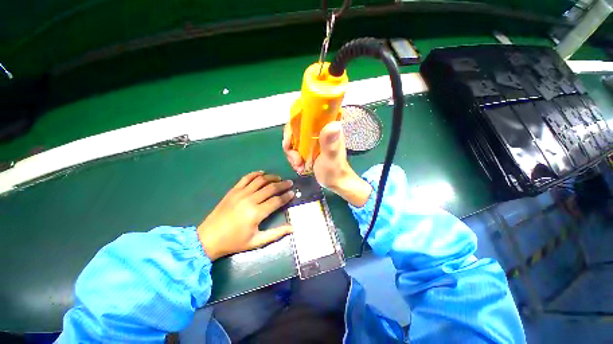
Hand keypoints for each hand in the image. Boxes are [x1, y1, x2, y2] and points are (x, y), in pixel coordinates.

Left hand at [197, 172, 294, 260]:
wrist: (208, 238)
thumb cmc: (234, 242)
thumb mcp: (257, 241)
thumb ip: (276, 233)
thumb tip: (292, 228)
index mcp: (256, 213)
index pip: (277, 201)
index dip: (286, 196)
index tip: (293, 193)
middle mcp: (249, 200)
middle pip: (270, 188)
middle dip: (282, 184)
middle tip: (290, 183)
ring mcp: (240, 193)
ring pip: (260, 180)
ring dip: (271, 177)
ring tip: (279, 178)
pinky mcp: (233, 190)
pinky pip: (246, 178)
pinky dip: (255, 174)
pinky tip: (262, 173)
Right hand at [283, 121, 371, 206]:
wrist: (335, 182)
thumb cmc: (335, 170)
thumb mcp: (331, 157)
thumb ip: (330, 143)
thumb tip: (334, 124)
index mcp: (326, 126)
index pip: (304, 115)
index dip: (293, 126)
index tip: (290, 141)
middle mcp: (318, 130)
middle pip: (295, 129)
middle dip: (290, 145)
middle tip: (296, 160)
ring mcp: (312, 139)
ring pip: (293, 140)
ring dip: (292, 154)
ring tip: (298, 166)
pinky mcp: (309, 148)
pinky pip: (294, 148)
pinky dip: (294, 158)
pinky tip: (299, 167)